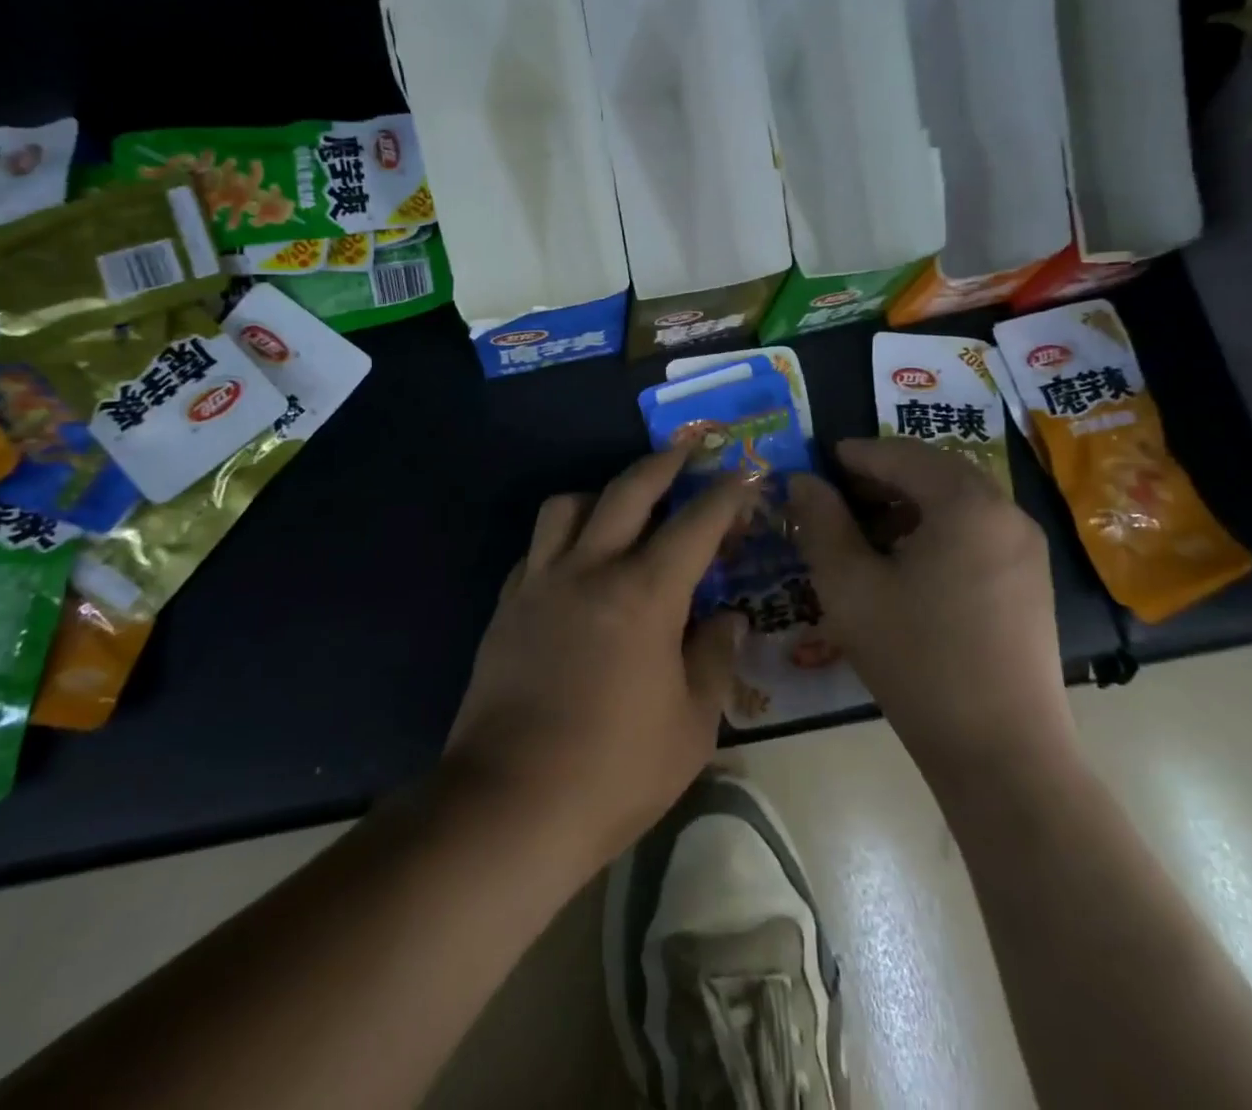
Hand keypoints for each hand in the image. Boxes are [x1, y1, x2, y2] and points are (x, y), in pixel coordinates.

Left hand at [444, 448, 752, 871]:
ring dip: (601, 495)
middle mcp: (590, 569)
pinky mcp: (507, 605)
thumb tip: (728, 617)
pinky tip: (576, 564)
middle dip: (664, 461)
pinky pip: (537, 548)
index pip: (696, 523)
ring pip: (567, 506)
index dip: (726, 493)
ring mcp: (540, 582)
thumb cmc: (615, 771)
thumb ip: (713, 659)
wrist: (510, 804)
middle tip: (686, 446)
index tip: (744, 473)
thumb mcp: (691, 724)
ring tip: (623, 509)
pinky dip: (562, 540)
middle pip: (628, 490)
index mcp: (644, 594)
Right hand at [787, 438, 1075, 773]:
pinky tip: (905, 565)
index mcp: (967, 504)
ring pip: (957, 503)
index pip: (902, 455)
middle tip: (836, 496)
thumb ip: (821, 523)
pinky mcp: (1031, 583)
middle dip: (881, 477)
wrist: (1003, 752)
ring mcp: (1026, 550)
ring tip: (864, 532)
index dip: (854, 455)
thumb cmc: (917, 659)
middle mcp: (1006, 513)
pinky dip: (935, 530)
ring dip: (908, 504)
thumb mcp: (850, 587)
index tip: (816, 463)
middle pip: (935, 473)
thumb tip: (804, 481)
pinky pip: (976, 533)